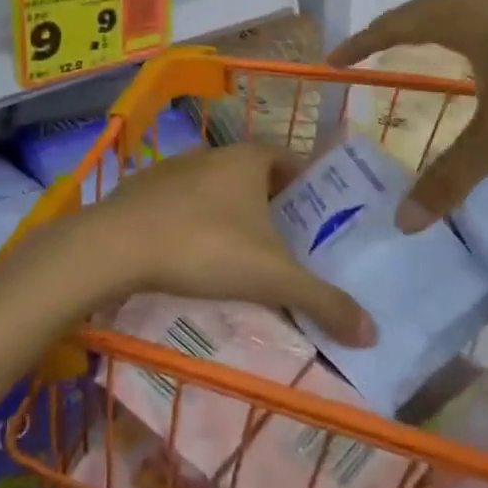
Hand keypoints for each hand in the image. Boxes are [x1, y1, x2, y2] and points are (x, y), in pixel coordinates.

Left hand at [89, 143, 376, 346]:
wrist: (115, 245)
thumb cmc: (205, 247)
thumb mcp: (272, 277)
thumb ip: (323, 301)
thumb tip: (372, 333)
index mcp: (250, 158)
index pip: (294, 161)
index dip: (311, 188)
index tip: (321, 221)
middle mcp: (215, 154)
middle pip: (257, 177)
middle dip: (274, 208)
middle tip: (288, 246)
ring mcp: (175, 168)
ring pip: (218, 190)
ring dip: (233, 216)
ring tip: (243, 257)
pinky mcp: (143, 189)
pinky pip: (183, 203)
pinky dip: (195, 223)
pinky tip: (193, 256)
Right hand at [329, 0, 487, 229]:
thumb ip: (451, 177)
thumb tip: (403, 221)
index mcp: (463, 22)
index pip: (395, 26)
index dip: (362, 42)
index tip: (335, 59)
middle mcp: (484, 3)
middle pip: (424, 5)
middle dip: (392, 25)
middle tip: (371, 47)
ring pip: (461, 1)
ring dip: (432, 16)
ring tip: (420, 36)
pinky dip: (470, 19)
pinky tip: (487, 39)